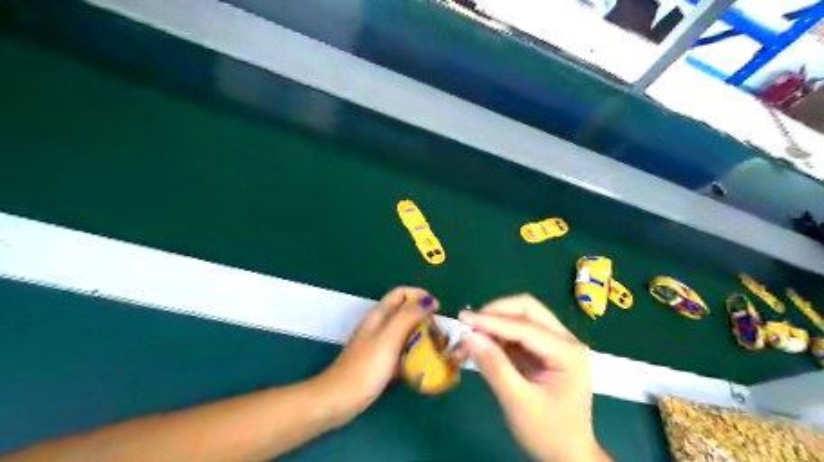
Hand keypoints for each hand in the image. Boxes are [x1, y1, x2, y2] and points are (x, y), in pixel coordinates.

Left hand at [315, 288, 433, 424]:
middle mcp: (379, 326)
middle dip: (424, 318)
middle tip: (440, 334)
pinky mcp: (380, 361)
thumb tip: (429, 300)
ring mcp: (379, 344)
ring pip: (405, 332)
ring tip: (437, 349)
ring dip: (421, 336)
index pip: (401, 293)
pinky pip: (402, 351)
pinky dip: (414, 353)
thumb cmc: (365, 367)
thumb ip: (408, 317)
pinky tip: (423, 364)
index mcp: (379, 315)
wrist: (339, 400)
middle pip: (405, 312)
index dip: (420, 295)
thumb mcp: (389, 338)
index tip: (438, 309)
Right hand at [457, 296, 609, 461]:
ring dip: (495, 322)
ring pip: (522, 316)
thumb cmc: (548, 433)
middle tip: (469, 325)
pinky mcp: (544, 350)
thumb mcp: (518, 403)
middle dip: (496, 313)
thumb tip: (468, 336)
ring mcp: (555, 343)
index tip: (462, 318)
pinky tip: (482, 343)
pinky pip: (518, 332)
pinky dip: (498, 334)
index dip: (491, 321)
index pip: (525, 326)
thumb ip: (494, 366)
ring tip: (470, 336)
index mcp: (567, 352)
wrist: (569, 457)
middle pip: (527, 309)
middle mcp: (565, 340)